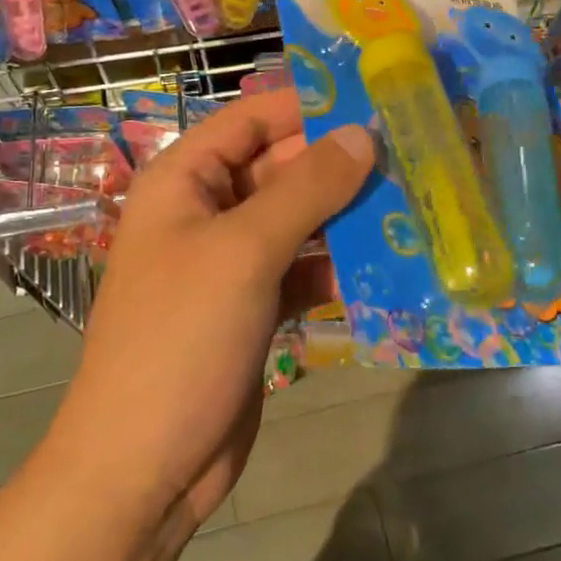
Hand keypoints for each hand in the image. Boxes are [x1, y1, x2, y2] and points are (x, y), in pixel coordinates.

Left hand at [55, 91, 374, 529]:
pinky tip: (387, 268)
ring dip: (346, 216)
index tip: (376, 97)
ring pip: (296, 220)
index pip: (251, 119)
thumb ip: (306, 188)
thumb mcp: (244, 251)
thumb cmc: (181, 338)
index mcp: (183, 181)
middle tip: (412, 153)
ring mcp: (229, 263)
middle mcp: (205, 212)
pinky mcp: (253, 308)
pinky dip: (337, 268)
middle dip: (338, 163)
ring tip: (415, 203)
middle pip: (279, 168)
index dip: (308, 104)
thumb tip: (362, 135)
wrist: (145, 464)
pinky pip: (301, 270)